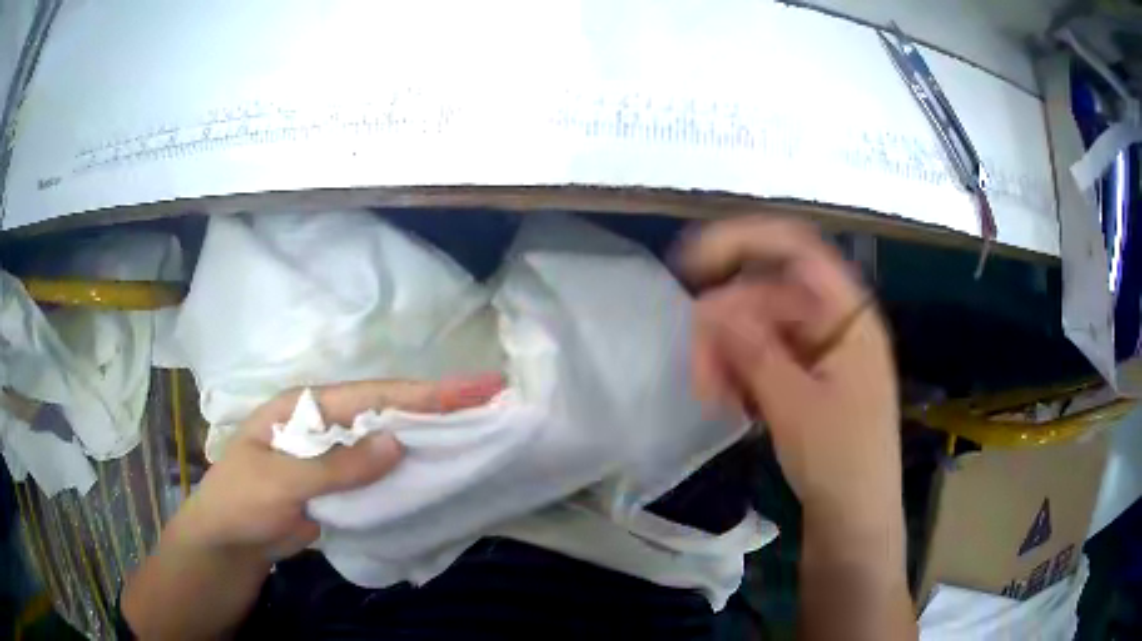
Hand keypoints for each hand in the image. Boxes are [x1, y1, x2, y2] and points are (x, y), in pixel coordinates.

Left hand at [125, 374, 502, 639]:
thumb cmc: (241, 499)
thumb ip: (335, 466)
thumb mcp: (280, 480)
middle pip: (387, 411)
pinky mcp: (342, 483)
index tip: (472, 386)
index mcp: (307, 407)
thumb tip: (396, 442)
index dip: (422, 391)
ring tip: (476, 428)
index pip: (372, 394)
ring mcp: (335, 454)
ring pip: (387, 441)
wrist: (230, 540)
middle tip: (490, 398)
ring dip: (428, 436)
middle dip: (436, 405)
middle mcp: (326, 423)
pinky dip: (408, 469)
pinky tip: (438, 469)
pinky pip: (380, 473)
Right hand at [680, 216, 900, 526]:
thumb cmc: (841, 462)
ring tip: (713, 397)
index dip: (744, 243)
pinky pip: (766, 356)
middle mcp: (836, 322)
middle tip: (700, 372)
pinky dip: (741, 372)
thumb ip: (754, 351)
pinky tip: (730, 403)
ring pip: (761, 328)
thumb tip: (708, 306)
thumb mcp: (796, 407)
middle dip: (728, 325)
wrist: (855, 519)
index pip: (797, 249)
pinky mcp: (808, 376)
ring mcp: (821, 350)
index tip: (692, 266)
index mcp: (849, 316)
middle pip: (770, 294)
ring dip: (730, 354)